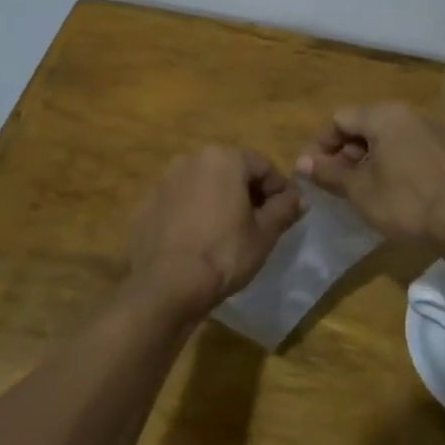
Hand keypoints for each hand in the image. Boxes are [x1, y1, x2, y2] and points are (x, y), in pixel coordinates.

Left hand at [126, 146, 303, 314]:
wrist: (167, 286)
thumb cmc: (224, 253)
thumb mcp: (265, 233)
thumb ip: (284, 208)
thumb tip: (298, 198)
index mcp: (223, 158)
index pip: (263, 165)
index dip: (278, 188)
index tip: (286, 213)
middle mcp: (190, 159)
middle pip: (230, 170)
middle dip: (246, 192)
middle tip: (258, 222)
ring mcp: (163, 181)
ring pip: (202, 184)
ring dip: (218, 200)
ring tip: (226, 232)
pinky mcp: (145, 205)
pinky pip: (178, 202)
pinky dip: (191, 213)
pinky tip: (197, 240)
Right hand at [295, 103, 444, 244]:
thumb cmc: (406, 201)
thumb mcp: (359, 190)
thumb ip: (328, 172)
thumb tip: (302, 163)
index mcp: (385, 115)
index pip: (339, 118)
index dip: (320, 144)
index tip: (311, 172)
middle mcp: (411, 115)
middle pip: (365, 125)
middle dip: (344, 152)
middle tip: (334, 182)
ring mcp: (435, 133)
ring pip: (389, 139)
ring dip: (368, 160)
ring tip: (361, 190)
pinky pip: (411, 151)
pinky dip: (394, 165)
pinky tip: (393, 193)